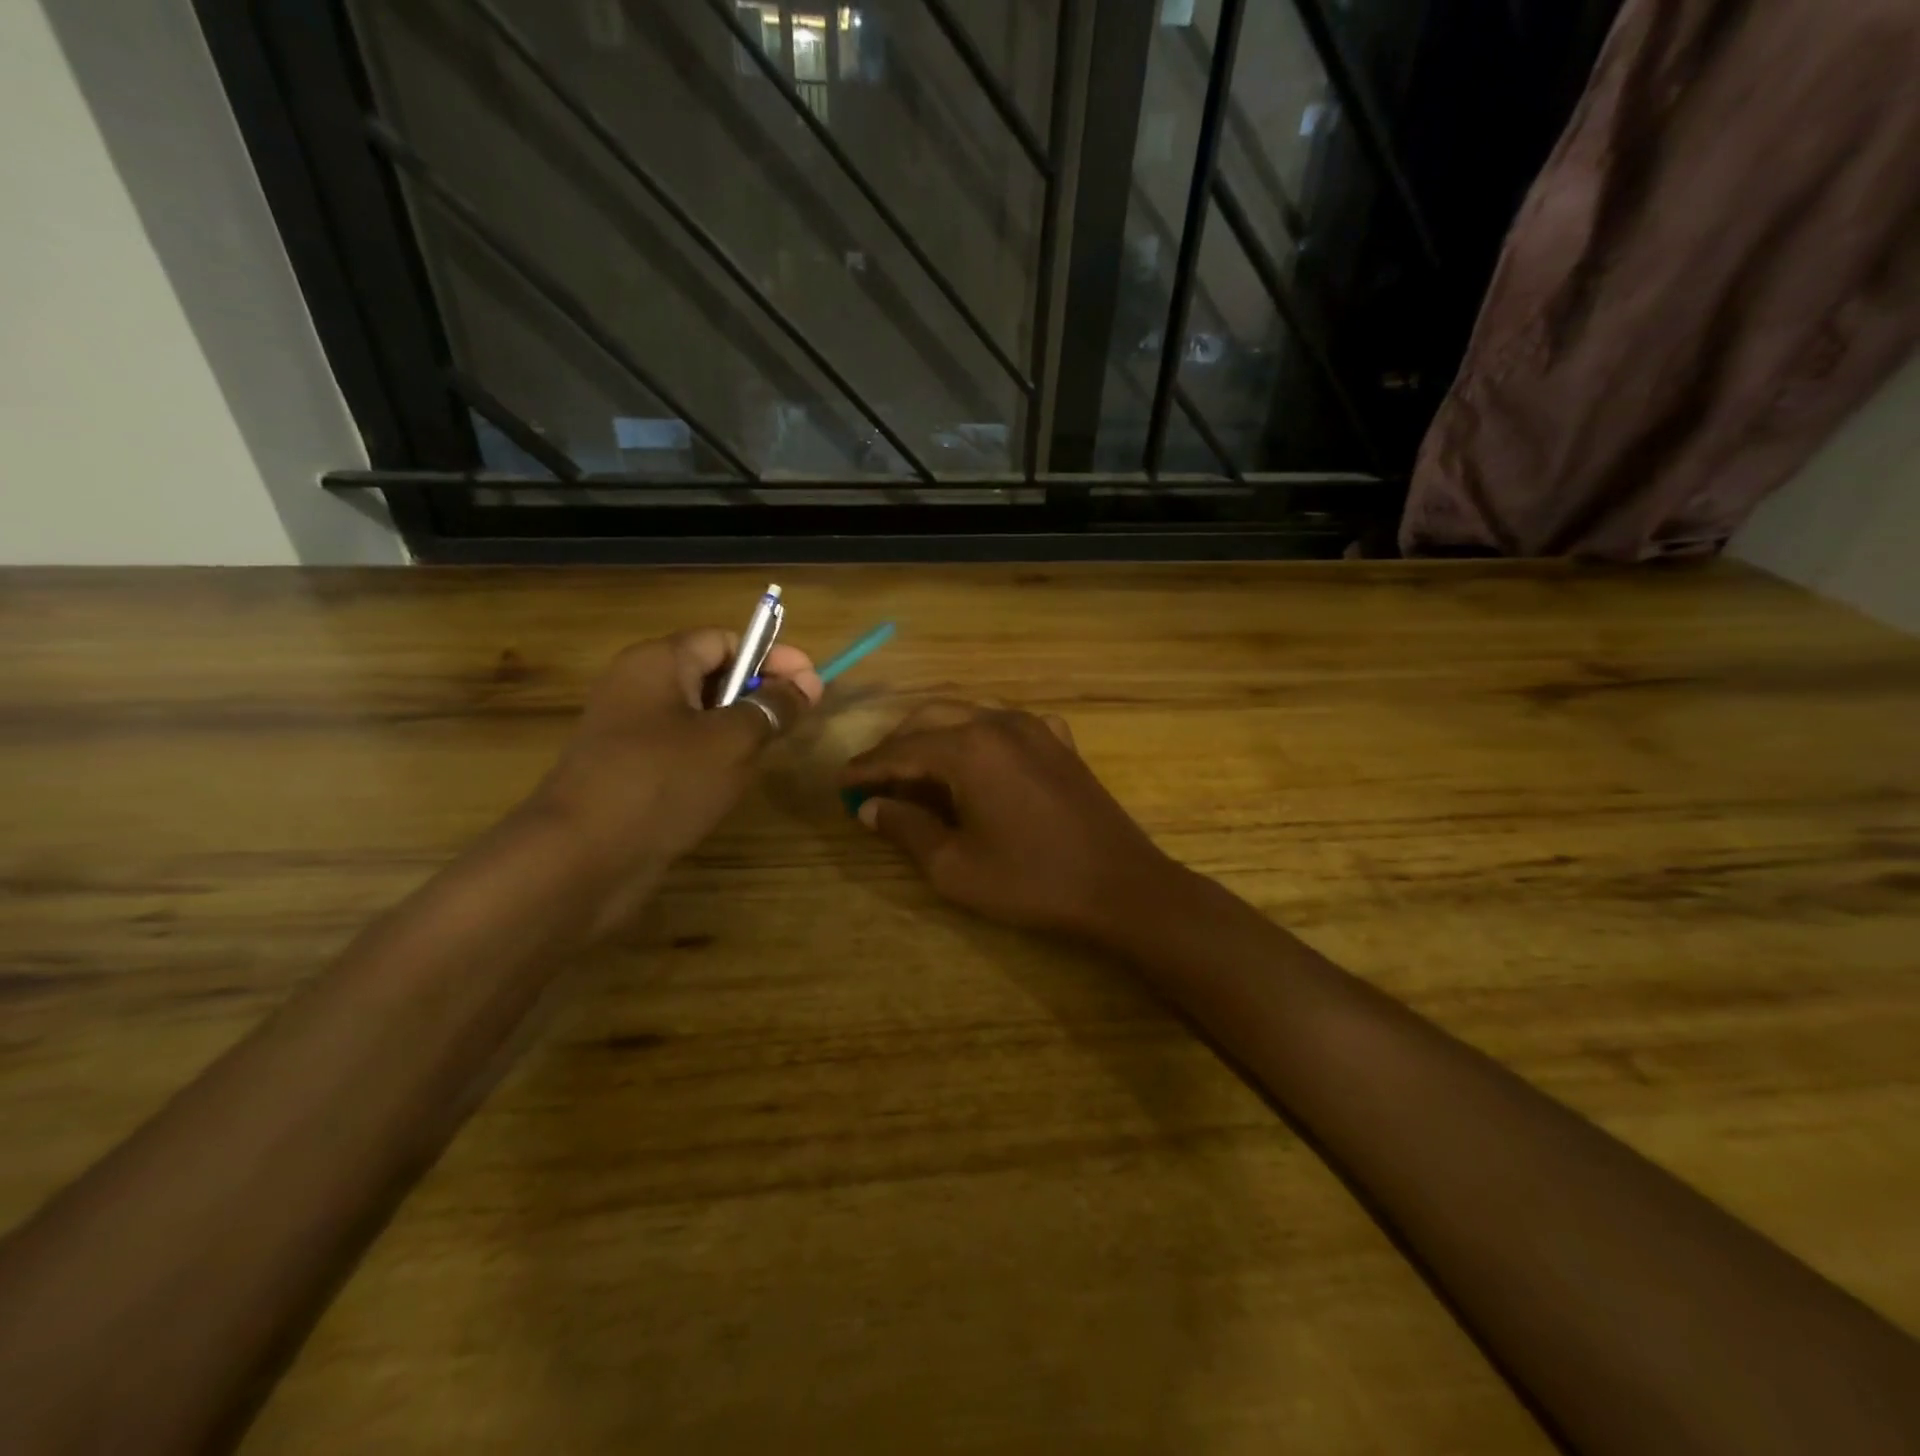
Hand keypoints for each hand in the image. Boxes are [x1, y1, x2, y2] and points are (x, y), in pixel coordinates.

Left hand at [529, 630, 820, 937]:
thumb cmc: (664, 782)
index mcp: (657, 662)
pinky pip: (680, 746)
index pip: (724, 640)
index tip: (812, 683)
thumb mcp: (732, 741)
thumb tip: (808, 683)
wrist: (582, 858)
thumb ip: (773, 708)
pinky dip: (712, 754)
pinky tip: (732, 780)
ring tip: (770, 750)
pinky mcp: (626, 769)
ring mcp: (627, 730)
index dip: (773, 656)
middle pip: (710, 673)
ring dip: (738, 727)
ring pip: (697, 714)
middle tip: (797, 719)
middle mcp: (637, 686)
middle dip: (758, 691)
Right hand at [840, 702, 1178, 941]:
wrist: (1120, 886)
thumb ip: (906, 828)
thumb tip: (869, 806)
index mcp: (969, 749)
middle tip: (873, 776)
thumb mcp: (954, 866)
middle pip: (931, 718)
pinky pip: (1006, 724)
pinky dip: (978, 735)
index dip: (866, 767)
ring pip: (969, 714)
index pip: (901, 749)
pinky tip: (976, 761)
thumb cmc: (1031, 882)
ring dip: (936, 734)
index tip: (840, 781)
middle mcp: (999, 723)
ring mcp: (1035, 727)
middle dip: (897, 744)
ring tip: (915, 768)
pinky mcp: (1059, 741)